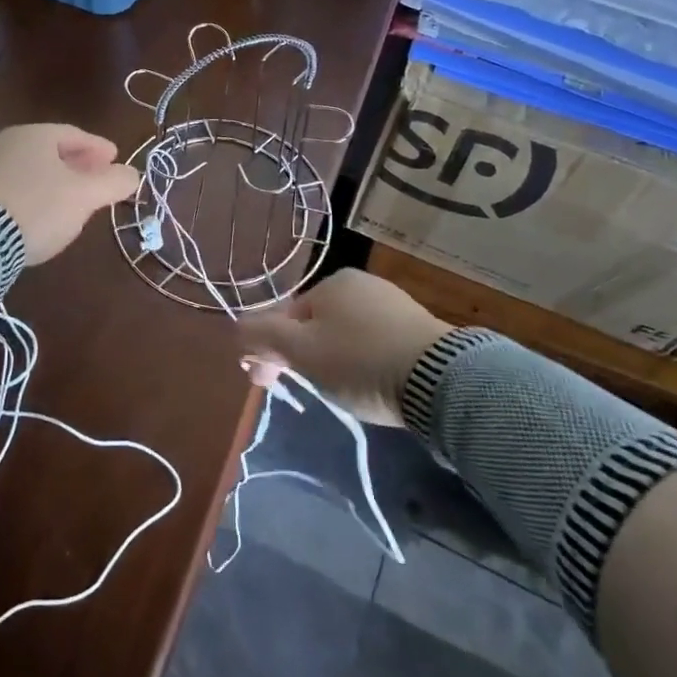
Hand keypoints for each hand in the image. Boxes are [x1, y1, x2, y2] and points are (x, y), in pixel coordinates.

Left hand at [0, 124, 140, 265]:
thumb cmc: (38, 206)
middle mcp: (8, 142)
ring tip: (72, 199)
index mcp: (35, 134)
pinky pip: (14, 186)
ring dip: (56, 180)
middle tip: (97, 178)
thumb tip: (133, 174)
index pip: (75, 134)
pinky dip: (34, 193)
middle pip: (51, 150)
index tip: (115, 159)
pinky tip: (41, 212)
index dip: (99, 148)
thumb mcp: (84, 196)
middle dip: (78, 164)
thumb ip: (113, 182)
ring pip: (32, 169)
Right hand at [237, 269, 449, 426]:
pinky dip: (365, 362)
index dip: (270, 351)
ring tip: (342, 392)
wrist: (441, 379)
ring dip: (333, 360)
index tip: (267, 385)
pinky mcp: (419, 329)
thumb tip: (235, 328)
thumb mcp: (301, 351)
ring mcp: (394, 304)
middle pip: (315, 325)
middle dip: (302, 357)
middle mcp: (361, 285)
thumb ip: (263, 336)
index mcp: (331, 283)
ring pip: (345, 335)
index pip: (286, 317)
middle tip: (305, 391)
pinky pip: (376, 343)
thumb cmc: (360, 361)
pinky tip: (371, 383)